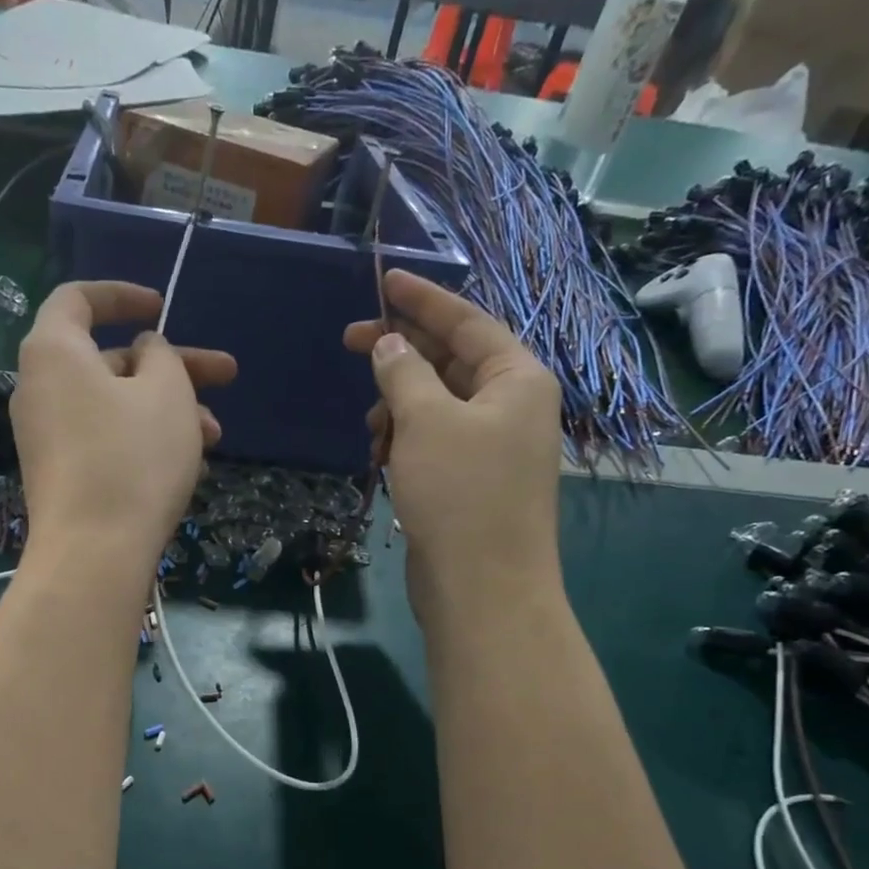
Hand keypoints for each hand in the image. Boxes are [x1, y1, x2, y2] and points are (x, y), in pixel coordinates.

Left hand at [14, 281, 235, 590]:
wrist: (93, 555)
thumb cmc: (133, 459)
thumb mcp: (166, 393)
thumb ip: (162, 357)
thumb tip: (145, 352)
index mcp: (55, 351)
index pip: (79, 299)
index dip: (123, 295)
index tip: (163, 307)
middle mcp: (41, 389)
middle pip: (111, 360)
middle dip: (174, 368)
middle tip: (226, 375)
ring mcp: (49, 436)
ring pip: (116, 406)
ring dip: (169, 412)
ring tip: (215, 437)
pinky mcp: (61, 475)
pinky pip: (106, 440)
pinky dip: (145, 440)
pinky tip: (189, 466)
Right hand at [344, 269, 562, 625]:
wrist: (482, 588)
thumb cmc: (460, 493)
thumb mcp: (426, 421)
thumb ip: (404, 372)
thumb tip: (388, 344)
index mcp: (517, 378)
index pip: (467, 321)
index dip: (423, 299)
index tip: (383, 281)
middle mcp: (511, 406)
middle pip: (451, 360)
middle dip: (402, 354)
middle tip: (351, 343)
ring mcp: (492, 446)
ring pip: (437, 404)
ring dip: (399, 405)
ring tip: (372, 427)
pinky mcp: (471, 481)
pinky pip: (434, 441)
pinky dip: (406, 439)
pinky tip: (381, 453)